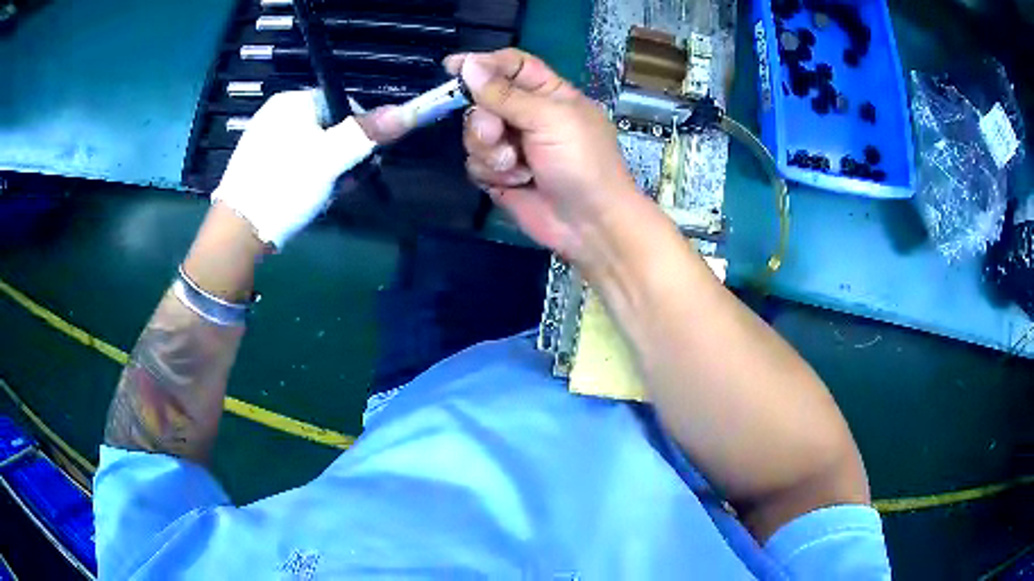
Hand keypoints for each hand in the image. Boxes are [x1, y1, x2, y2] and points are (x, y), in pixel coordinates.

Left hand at [213, 90, 407, 248]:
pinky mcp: (260, 164)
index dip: (360, 134)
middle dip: (343, 157)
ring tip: (322, 195)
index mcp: (292, 102)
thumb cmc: (284, 186)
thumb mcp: (330, 159)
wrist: (237, 232)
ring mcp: (266, 140)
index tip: (362, 164)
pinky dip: (308, 178)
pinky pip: (296, 163)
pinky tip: (307, 197)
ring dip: (328, 171)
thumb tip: (408, 111)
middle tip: (341, 184)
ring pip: (314, 148)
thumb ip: (367, 133)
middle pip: (330, 128)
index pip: (344, 105)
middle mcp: (277, 114)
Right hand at [446, 49, 642, 266]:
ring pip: (474, 134)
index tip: (452, 68)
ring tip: (515, 167)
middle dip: (483, 119)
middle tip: (496, 135)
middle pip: (482, 100)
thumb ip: (505, 93)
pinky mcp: (501, 174)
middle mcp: (527, 115)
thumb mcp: (549, 119)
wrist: (590, 225)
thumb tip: (468, 63)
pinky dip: (491, 173)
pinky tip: (516, 183)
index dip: (483, 64)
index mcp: (548, 93)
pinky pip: (475, 163)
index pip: (510, 66)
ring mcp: (512, 145)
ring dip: (489, 151)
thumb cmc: (582, 163)